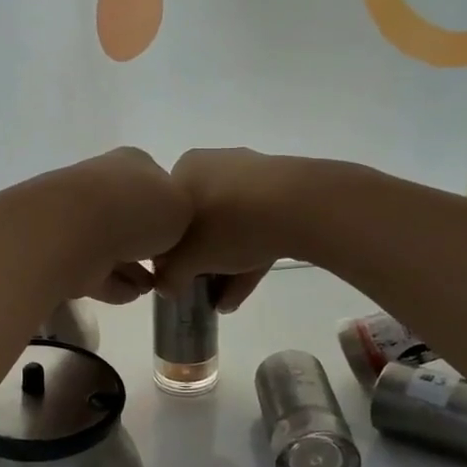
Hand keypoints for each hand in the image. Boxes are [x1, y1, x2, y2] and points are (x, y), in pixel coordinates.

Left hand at [50, 148, 191, 303]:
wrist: (75, 230)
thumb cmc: (137, 210)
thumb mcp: (183, 206)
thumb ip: (181, 215)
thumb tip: (167, 228)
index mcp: (132, 164)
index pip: (157, 183)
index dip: (171, 209)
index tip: (182, 235)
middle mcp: (102, 185)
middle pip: (131, 215)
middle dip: (147, 241)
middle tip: (166, 265)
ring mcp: (77, 219)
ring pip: (110, 244)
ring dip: (130, 267)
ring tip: (151, 287)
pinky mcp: (62, 252)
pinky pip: (94, 270)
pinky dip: (112, 282)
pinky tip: (130, 295)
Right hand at [156, 147, 296, 310]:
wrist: (300, 206)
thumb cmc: (228, 225)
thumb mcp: (188, 259)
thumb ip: (170, 275)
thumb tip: (166, 287)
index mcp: (184, 169)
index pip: (167, 215)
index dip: (168, 251)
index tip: (174, 277)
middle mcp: (214, 165)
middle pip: (199, 222)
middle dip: (200, 261)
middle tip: (200, 289)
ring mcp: (252, 175)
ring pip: (230, 227)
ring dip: (225, 266)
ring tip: (224, 301)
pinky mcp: (283, 190)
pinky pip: (257, 226)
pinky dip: (249, 258)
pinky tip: (243, 293)